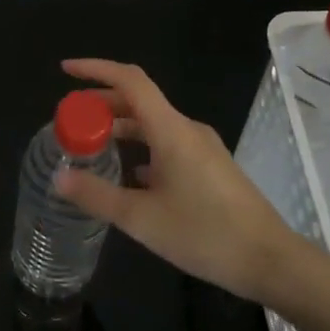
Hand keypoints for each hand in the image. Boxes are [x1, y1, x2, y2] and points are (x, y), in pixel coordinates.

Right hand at [53, 58, 305, 304]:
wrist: (270, 261)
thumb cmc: (205, 234)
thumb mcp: (141, 219)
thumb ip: (97, 195)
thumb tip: (59, 178)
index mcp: (171, 130)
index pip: (129, 81)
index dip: (96, 69)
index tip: (66, 70)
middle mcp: (186, 129)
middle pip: (138, 101)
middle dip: (101, 104)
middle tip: (69, 119)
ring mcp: (201, 148)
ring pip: (152, 124)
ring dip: (120, 128)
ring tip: (90, 145)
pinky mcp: (209, 168)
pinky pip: (166, 144)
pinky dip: (140, 148)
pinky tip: (126, 174)